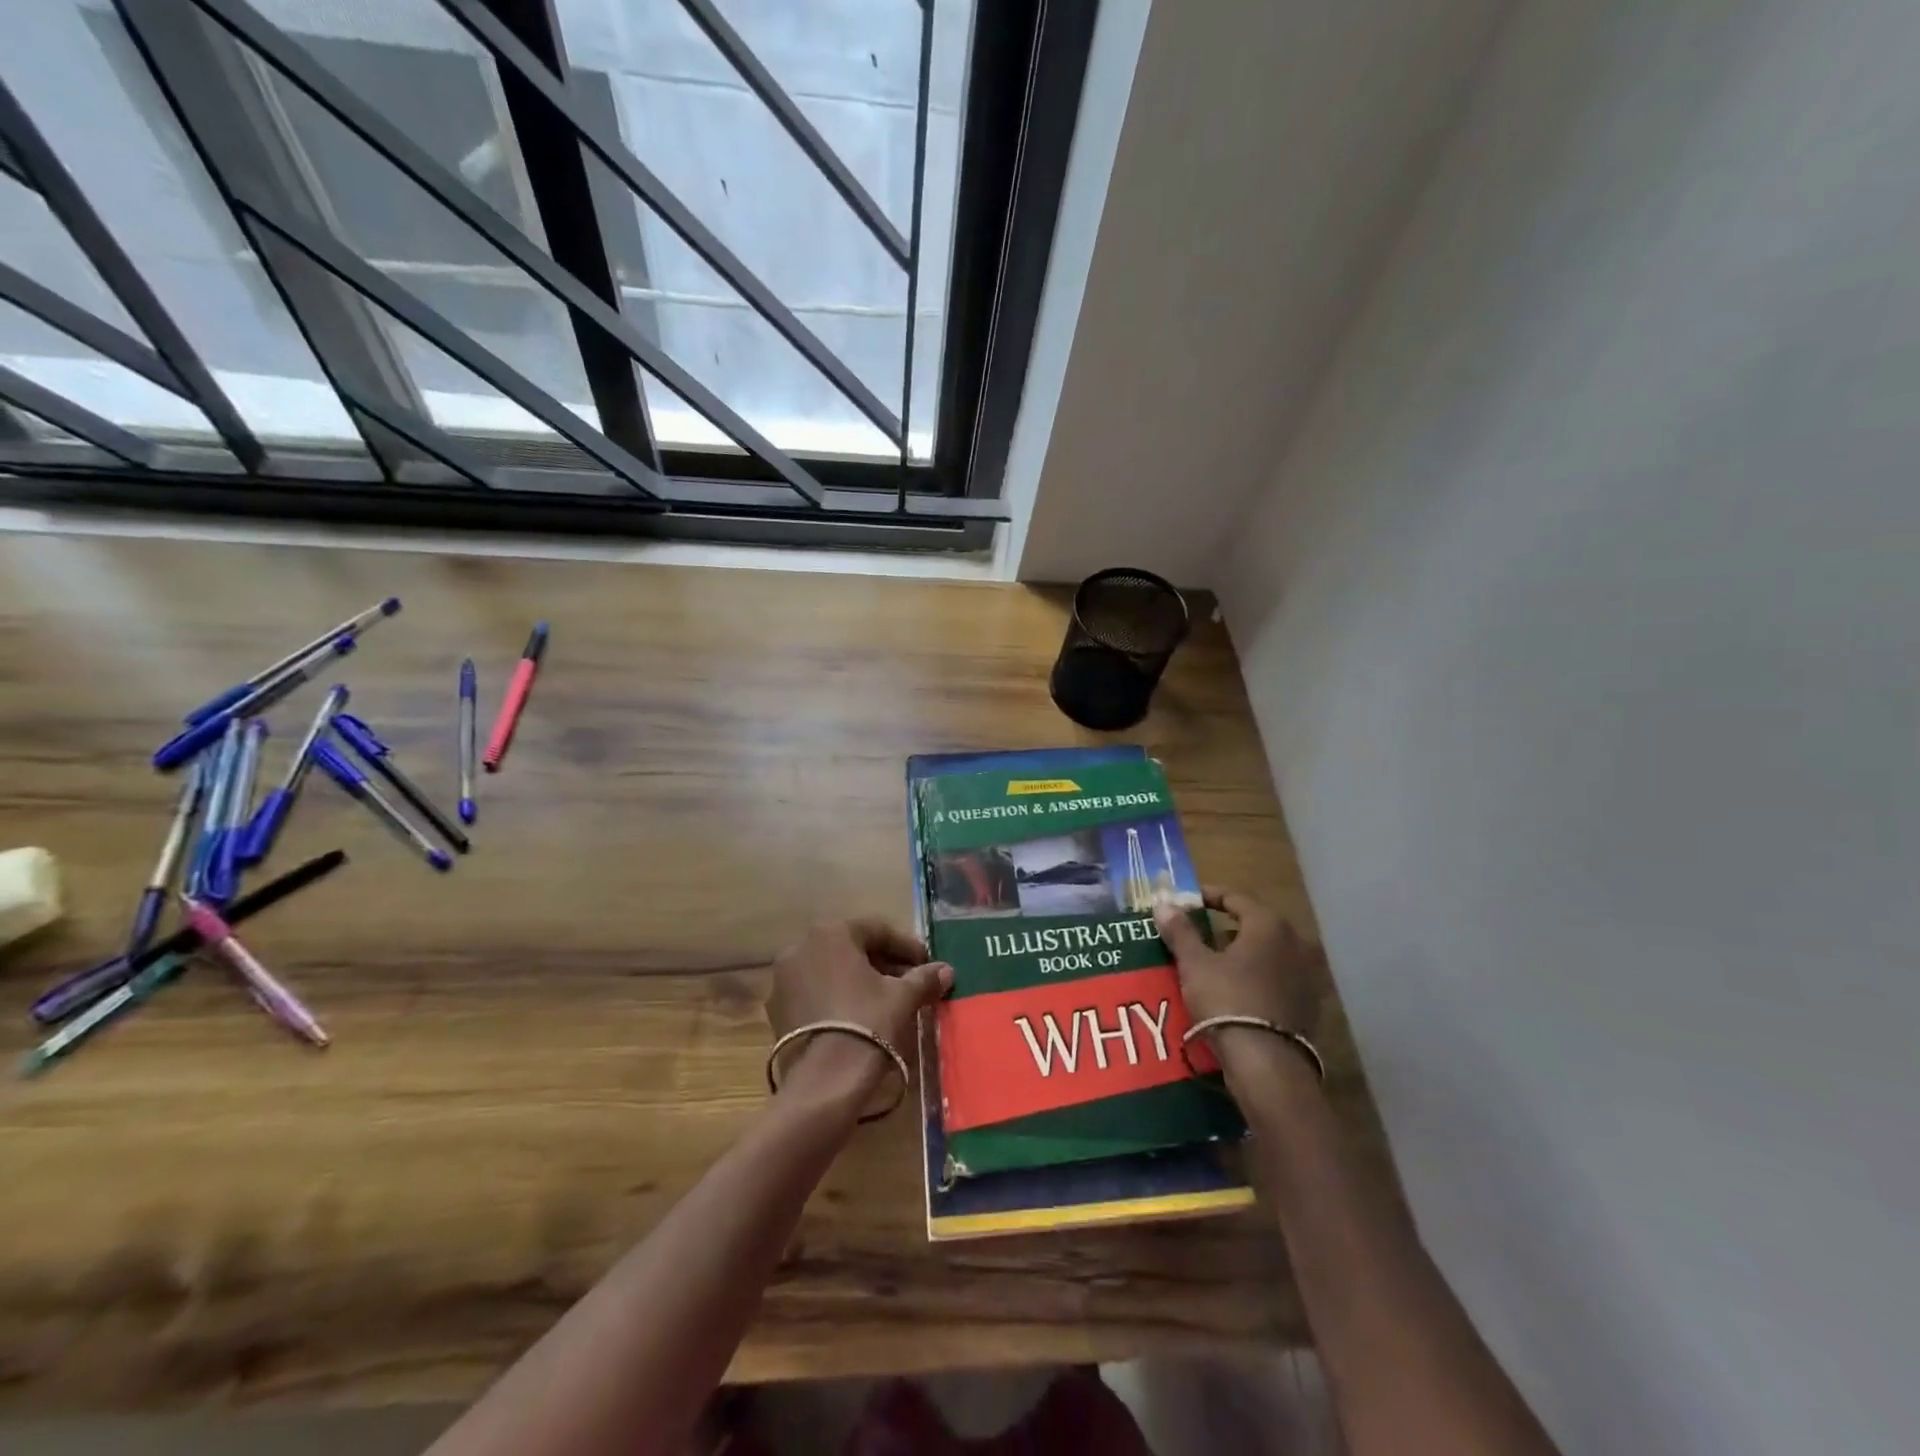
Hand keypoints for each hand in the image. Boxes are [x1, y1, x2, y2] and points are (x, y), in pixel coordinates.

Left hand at [766, 918, 951, 1107]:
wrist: (826, 1079)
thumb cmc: (868, 1022)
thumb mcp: (902, 996)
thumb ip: (924, 978)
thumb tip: (946, 971)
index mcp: (831, 933)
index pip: (876, 930)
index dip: (906, 946)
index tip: (926, 962)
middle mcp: (800, 946)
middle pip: (851, 947)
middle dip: (882, 962)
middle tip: (909, 979)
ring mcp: (783, 978)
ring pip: (830, 969)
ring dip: (859, 978)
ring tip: (886, 999)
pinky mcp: (776, 1008)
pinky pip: (813, 991)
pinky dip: (836, 996)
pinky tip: (857, 1015)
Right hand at [1153, 887, 1321, 1033]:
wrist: (1266, 1063)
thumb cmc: (1227, 1000)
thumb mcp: (1195, 964)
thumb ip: (1180, 931)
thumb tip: (1163, 904)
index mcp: (1269, 925)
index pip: (1236, 897)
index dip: (1208, 896)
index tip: (1185, 901)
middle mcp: (1295, 942)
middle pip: (1254, 923)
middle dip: (1225, 924)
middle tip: (1196, 929)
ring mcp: (1306, 974)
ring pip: (1267, 950)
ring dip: (1241, 950)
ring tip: (1212, 959)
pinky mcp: (1307, 1003)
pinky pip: (1276, 976)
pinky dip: (1256, 974)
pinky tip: (1235, 987)